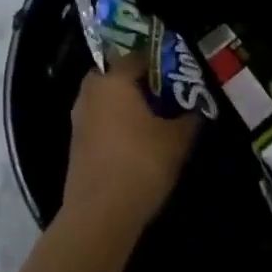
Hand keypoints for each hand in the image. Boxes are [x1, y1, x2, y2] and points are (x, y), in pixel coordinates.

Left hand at [62, 53, 197, 236]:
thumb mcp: (176, 140)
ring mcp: (79, 118)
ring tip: (152, 119)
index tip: (178, 73)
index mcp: (114, 80)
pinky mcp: (76, 144)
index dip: (160, 62)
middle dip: (138, 82)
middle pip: (116, 75)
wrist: (99, 215)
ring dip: (125, 104)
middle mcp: (92, 91)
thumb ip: (188, 119)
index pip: (138, 56)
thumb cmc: (140, 163)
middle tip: (163, 94)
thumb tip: (195, 109)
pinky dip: (115, 124)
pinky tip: (134, 142)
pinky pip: (99, 121)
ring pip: (106, 99)